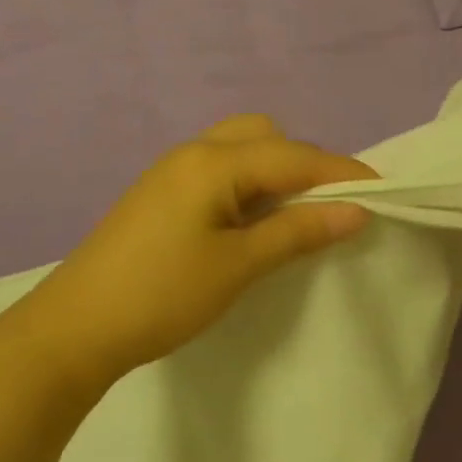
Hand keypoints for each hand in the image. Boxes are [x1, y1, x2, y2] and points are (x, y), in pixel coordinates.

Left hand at [18, 115, 375, 384]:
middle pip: (266, 136)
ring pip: (239, 150)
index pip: (295, 155)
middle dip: (305, 164)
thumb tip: (357, 209)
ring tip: (293, 216)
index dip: (343, 173)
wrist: (77, 326)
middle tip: (327, 208)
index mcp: (214, 161)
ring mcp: (171, 171)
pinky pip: (218, 171)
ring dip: (274, 173)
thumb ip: (298, 231)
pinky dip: (247, 185)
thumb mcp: (238, 265)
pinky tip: (251, 222)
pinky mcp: (160, 194)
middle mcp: (193, 152)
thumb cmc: (163, 294)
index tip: (384, 196)